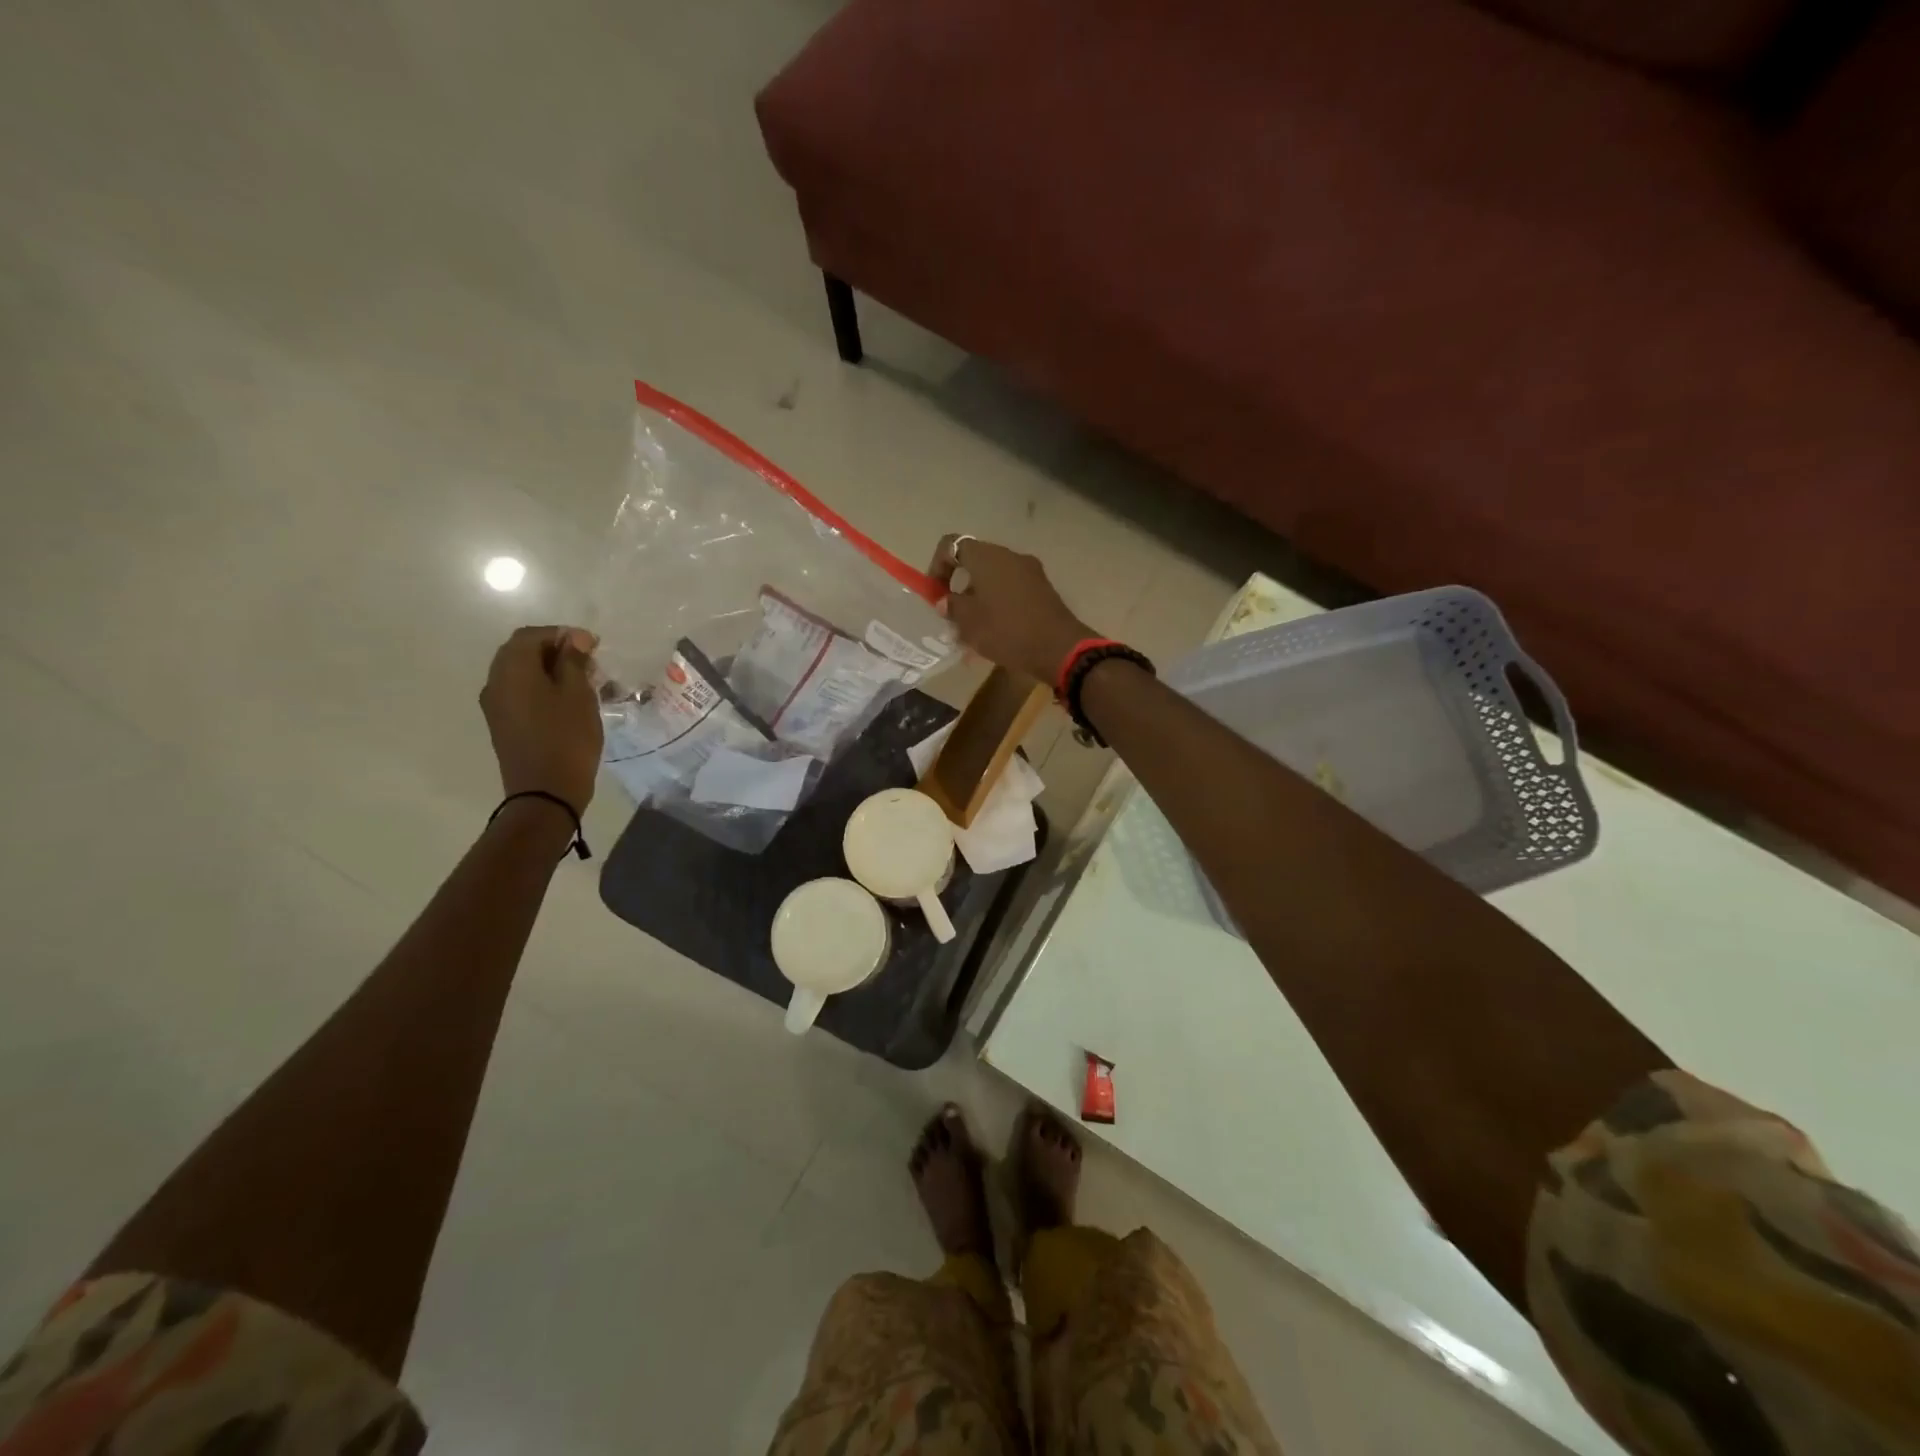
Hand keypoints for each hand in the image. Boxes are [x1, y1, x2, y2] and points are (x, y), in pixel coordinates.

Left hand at [480, 626, 602, 815]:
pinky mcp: (503, 723)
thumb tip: (574, 638)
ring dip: (551, 670)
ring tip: (584, 683)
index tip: (594, 646)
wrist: (545, 793)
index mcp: (512, 670)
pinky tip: (568, 701)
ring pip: (522, 673)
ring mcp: (496, 705)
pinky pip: (521, 693)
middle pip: (522, 652)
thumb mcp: (578, 695)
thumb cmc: (567, 739)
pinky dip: (543, 688)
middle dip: (556, 651)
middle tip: (590, 663)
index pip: (531, 635)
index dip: (563, 634)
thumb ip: (574, 661)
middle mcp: (495, 682)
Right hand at [930, 536, 1096, 683]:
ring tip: (973, 628)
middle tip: (953, 613)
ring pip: (994, 577)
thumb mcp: (969, 622)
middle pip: (975, 561)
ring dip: (979, 596)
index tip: (935, 593)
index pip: (952, 545)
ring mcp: (1030, 571)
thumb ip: (952, 606)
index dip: (937, 566)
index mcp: (987, 557)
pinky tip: (996, 630)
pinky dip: (999, 602)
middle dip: (959, 585)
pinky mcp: (1043, 588)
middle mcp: (1009, 556)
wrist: (1058, 648)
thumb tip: (946, 600)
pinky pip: (1012, 589)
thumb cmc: (1006, 630)